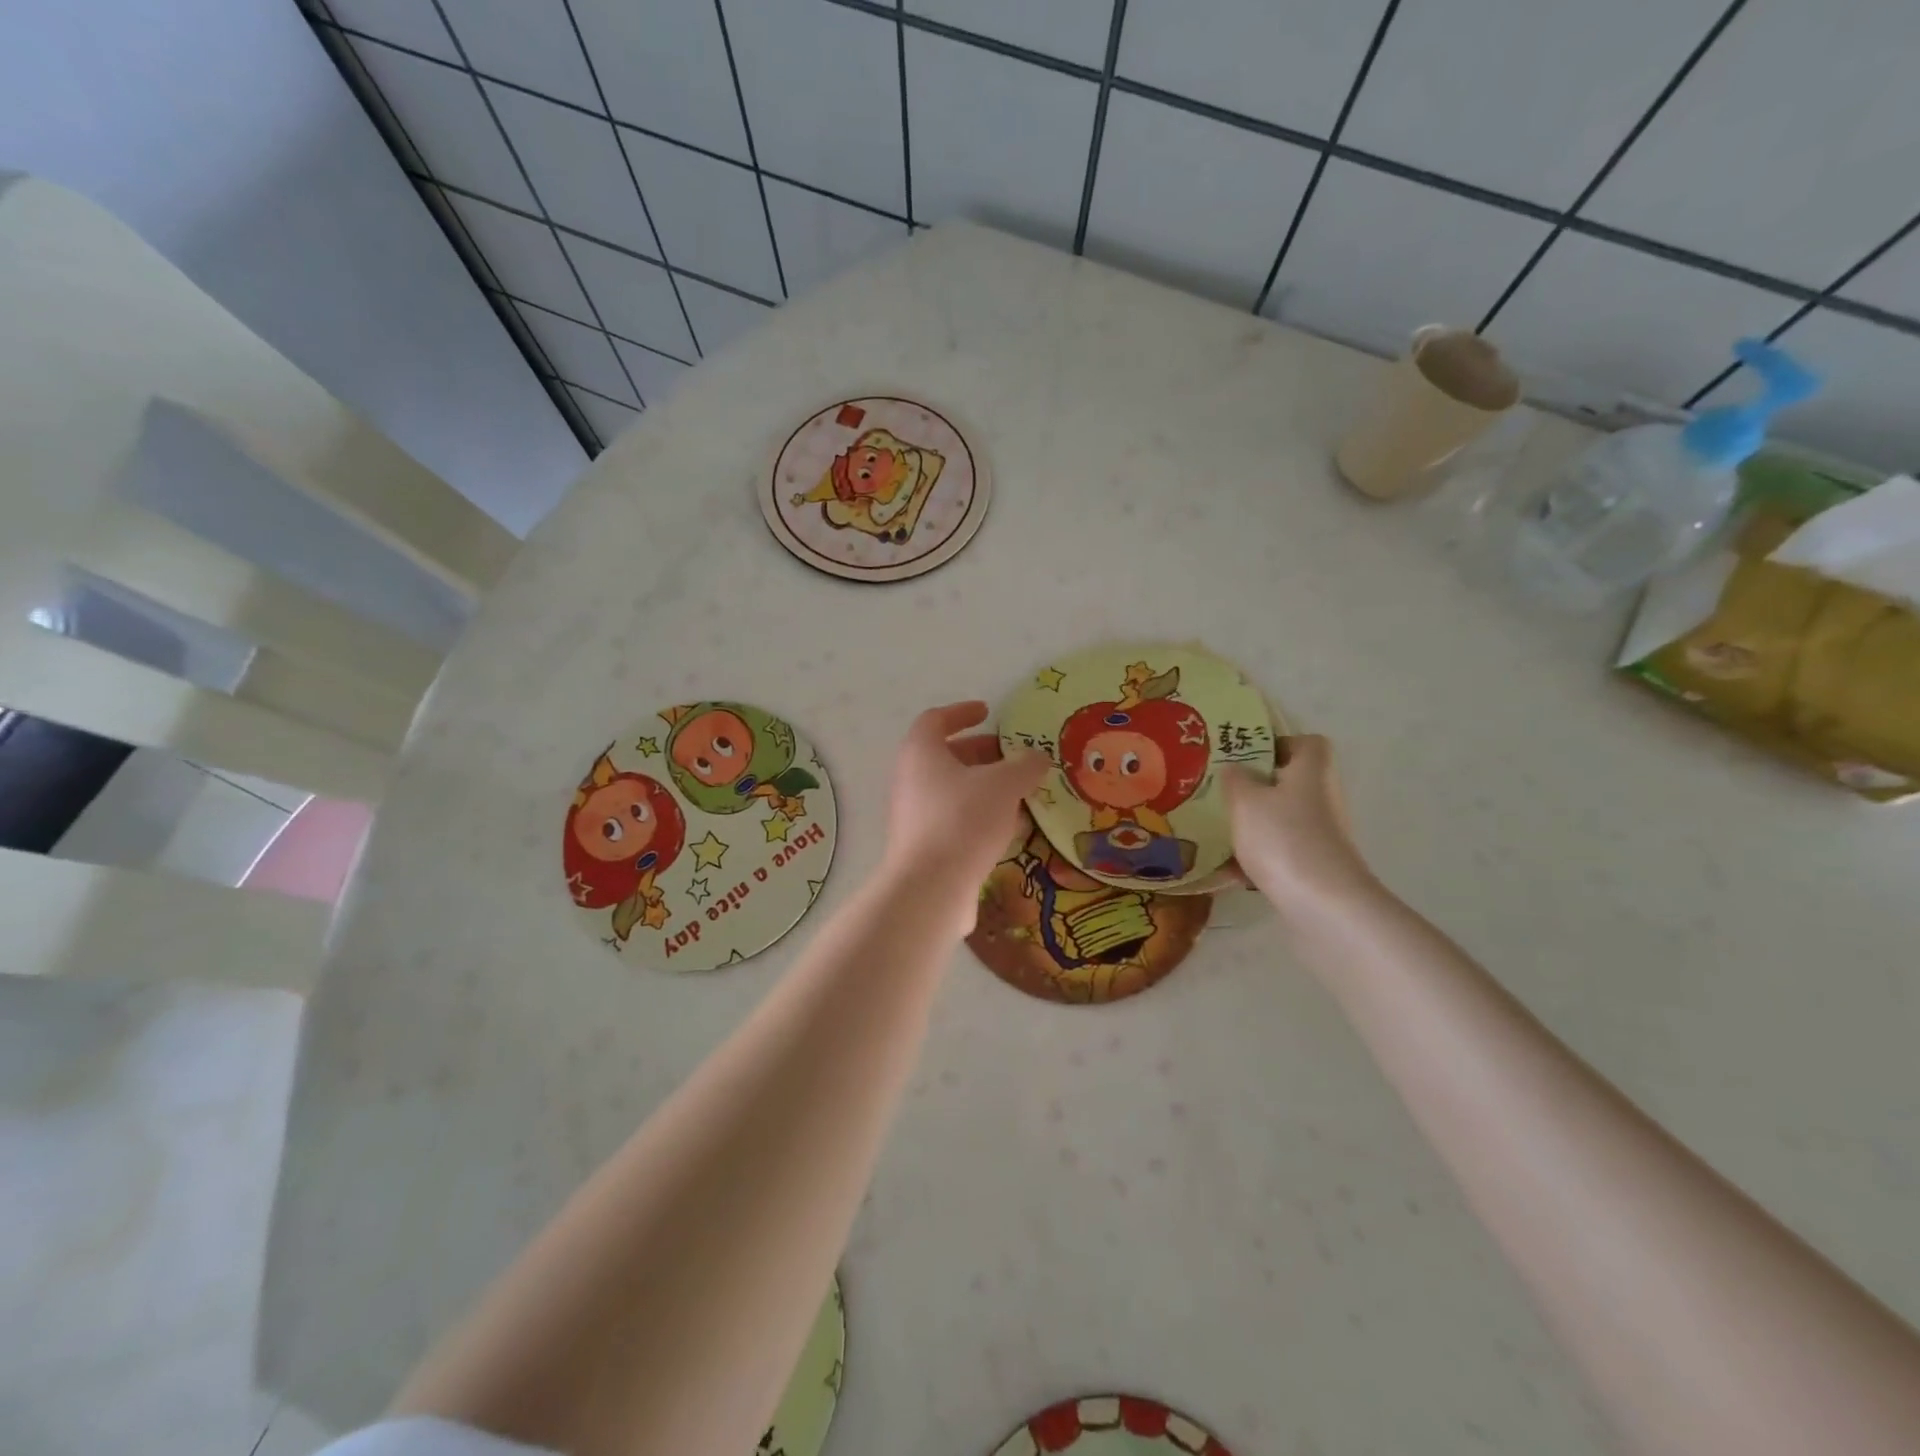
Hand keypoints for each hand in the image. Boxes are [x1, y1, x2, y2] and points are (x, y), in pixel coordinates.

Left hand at [884, 702, 1047, 903]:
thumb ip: (1024, 766)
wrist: (930, 888)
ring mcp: (913, 815)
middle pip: (946, 756)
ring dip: (984, 788)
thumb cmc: (963, 820)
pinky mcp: (923, 847)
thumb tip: (1037, 757)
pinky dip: (979, 816)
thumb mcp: (1004, 785)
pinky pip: (953, 820)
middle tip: (1012, 757)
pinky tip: (1009, 830)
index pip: (936, 720)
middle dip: (981, 753)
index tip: (988, 712)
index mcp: (921, 752)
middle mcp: (910, 780)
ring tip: (1019, 793)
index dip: (962, 712)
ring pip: (952, 790)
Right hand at [1225, 735, 1375, 913]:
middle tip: (1221, 793)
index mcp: (1312, 770)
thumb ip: (1235, 779)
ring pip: (1282, 819)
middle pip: (1290, 783)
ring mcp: (1323, 834)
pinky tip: (1228, 871)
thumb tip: (1235, 769)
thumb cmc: (1282, 838)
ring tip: (1218, 831)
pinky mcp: (1316, 866)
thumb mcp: (1245, 800)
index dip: (1277, 745)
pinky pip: (1281, 851)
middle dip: (1256, 788)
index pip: (1306, 743)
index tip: (1245, 757)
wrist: (1323, 904)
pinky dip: (1257, 857)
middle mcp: (1323, 797)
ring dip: (1254, 824)